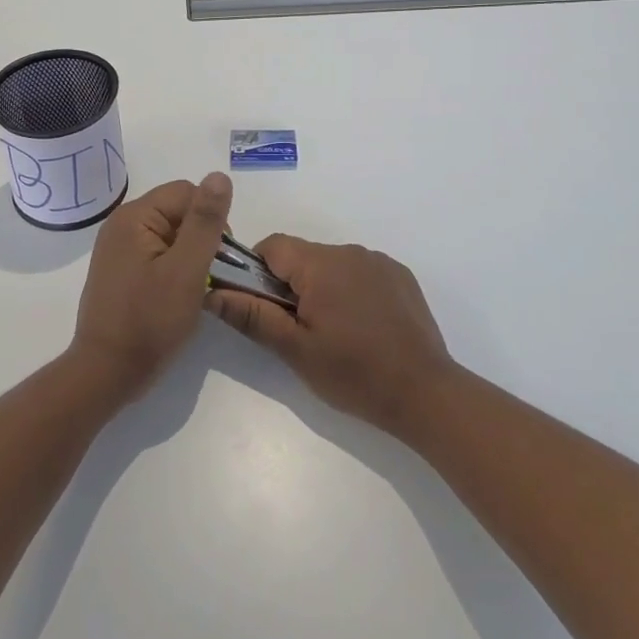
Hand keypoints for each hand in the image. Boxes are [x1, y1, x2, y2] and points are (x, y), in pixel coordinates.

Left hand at [71, 173, 232, 400]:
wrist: (107, 374)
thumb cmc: (150, 321)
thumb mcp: (187, 269)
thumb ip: (205, 221)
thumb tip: (219, 175)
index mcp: (134, 216)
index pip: (188, 192)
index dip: (211, 219)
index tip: (220, 258)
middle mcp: (122, 224)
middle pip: (178, 211)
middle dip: (201, 238)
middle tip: (207, 276)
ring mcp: (118, 249)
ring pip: (171, 234)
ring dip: (190, 255)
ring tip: (193, 288)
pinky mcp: (120, 270)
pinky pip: (158, 253)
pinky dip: (174, 268)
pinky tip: (177, 295)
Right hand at [206, 235, 454, 435]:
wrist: (425, 392)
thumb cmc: (354, 373)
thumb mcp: (295, 350)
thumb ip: (253, 316)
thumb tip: (213, 293)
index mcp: (321, 264)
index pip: (272, 246)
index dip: (257, 272)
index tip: (263, 308)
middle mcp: (349, 251)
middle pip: (302, 256)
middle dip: (291, 285)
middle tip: (298, 330)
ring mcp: (379, 261)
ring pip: (331, 264)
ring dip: (322, 288)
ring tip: (334, 333)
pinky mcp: (400, 275)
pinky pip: (361, 272)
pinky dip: (351, 291)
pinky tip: (363, 328)